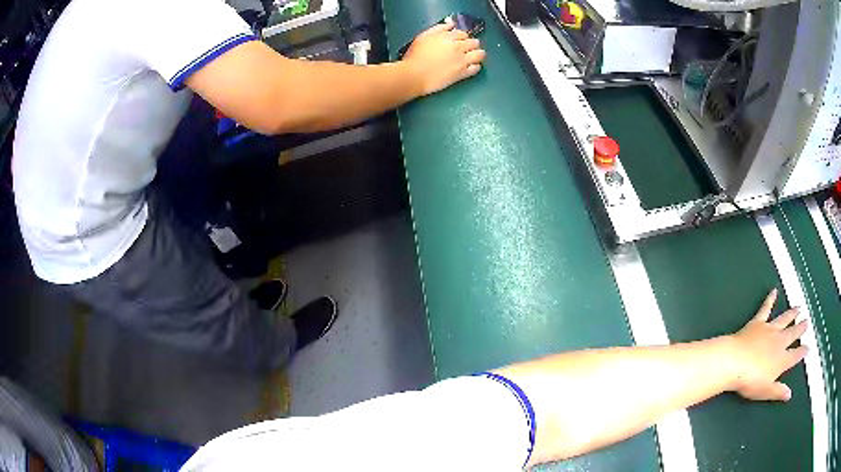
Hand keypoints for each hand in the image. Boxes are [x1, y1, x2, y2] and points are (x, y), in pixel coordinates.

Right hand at [402, 20, 486, 95]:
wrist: (414, 75)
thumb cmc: (415, 55)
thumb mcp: (424, 36)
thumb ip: (439, 28)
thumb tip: (451, 23)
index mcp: (449, 37)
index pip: (463, 33)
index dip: (462, 37)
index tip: (458, 41)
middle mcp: (458, 47)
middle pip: (474, 42)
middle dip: (472, 44)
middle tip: (466, 49)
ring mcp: (462, 60)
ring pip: (480, 54)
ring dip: (478, 54)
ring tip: (472, 57)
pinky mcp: (463, 73)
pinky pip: (476, 68)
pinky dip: (476, 66)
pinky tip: (470, 67)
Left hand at [727, 289, 808, 401]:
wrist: (734, 362)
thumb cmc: (749, 381)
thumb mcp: (765, 391)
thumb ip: (778, 392)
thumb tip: (789, 395)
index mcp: (781, 360)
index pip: (795, 355)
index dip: (802, 352)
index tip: (808, 348)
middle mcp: (779, 342)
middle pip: (793, 333)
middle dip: (801, 328)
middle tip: (807, 321)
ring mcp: (769, 330)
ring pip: (784, 319)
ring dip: (792, 313)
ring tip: (799, 307)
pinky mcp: (758, 322)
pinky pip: (765, 308)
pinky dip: (770, 299)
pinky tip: (774, 291)